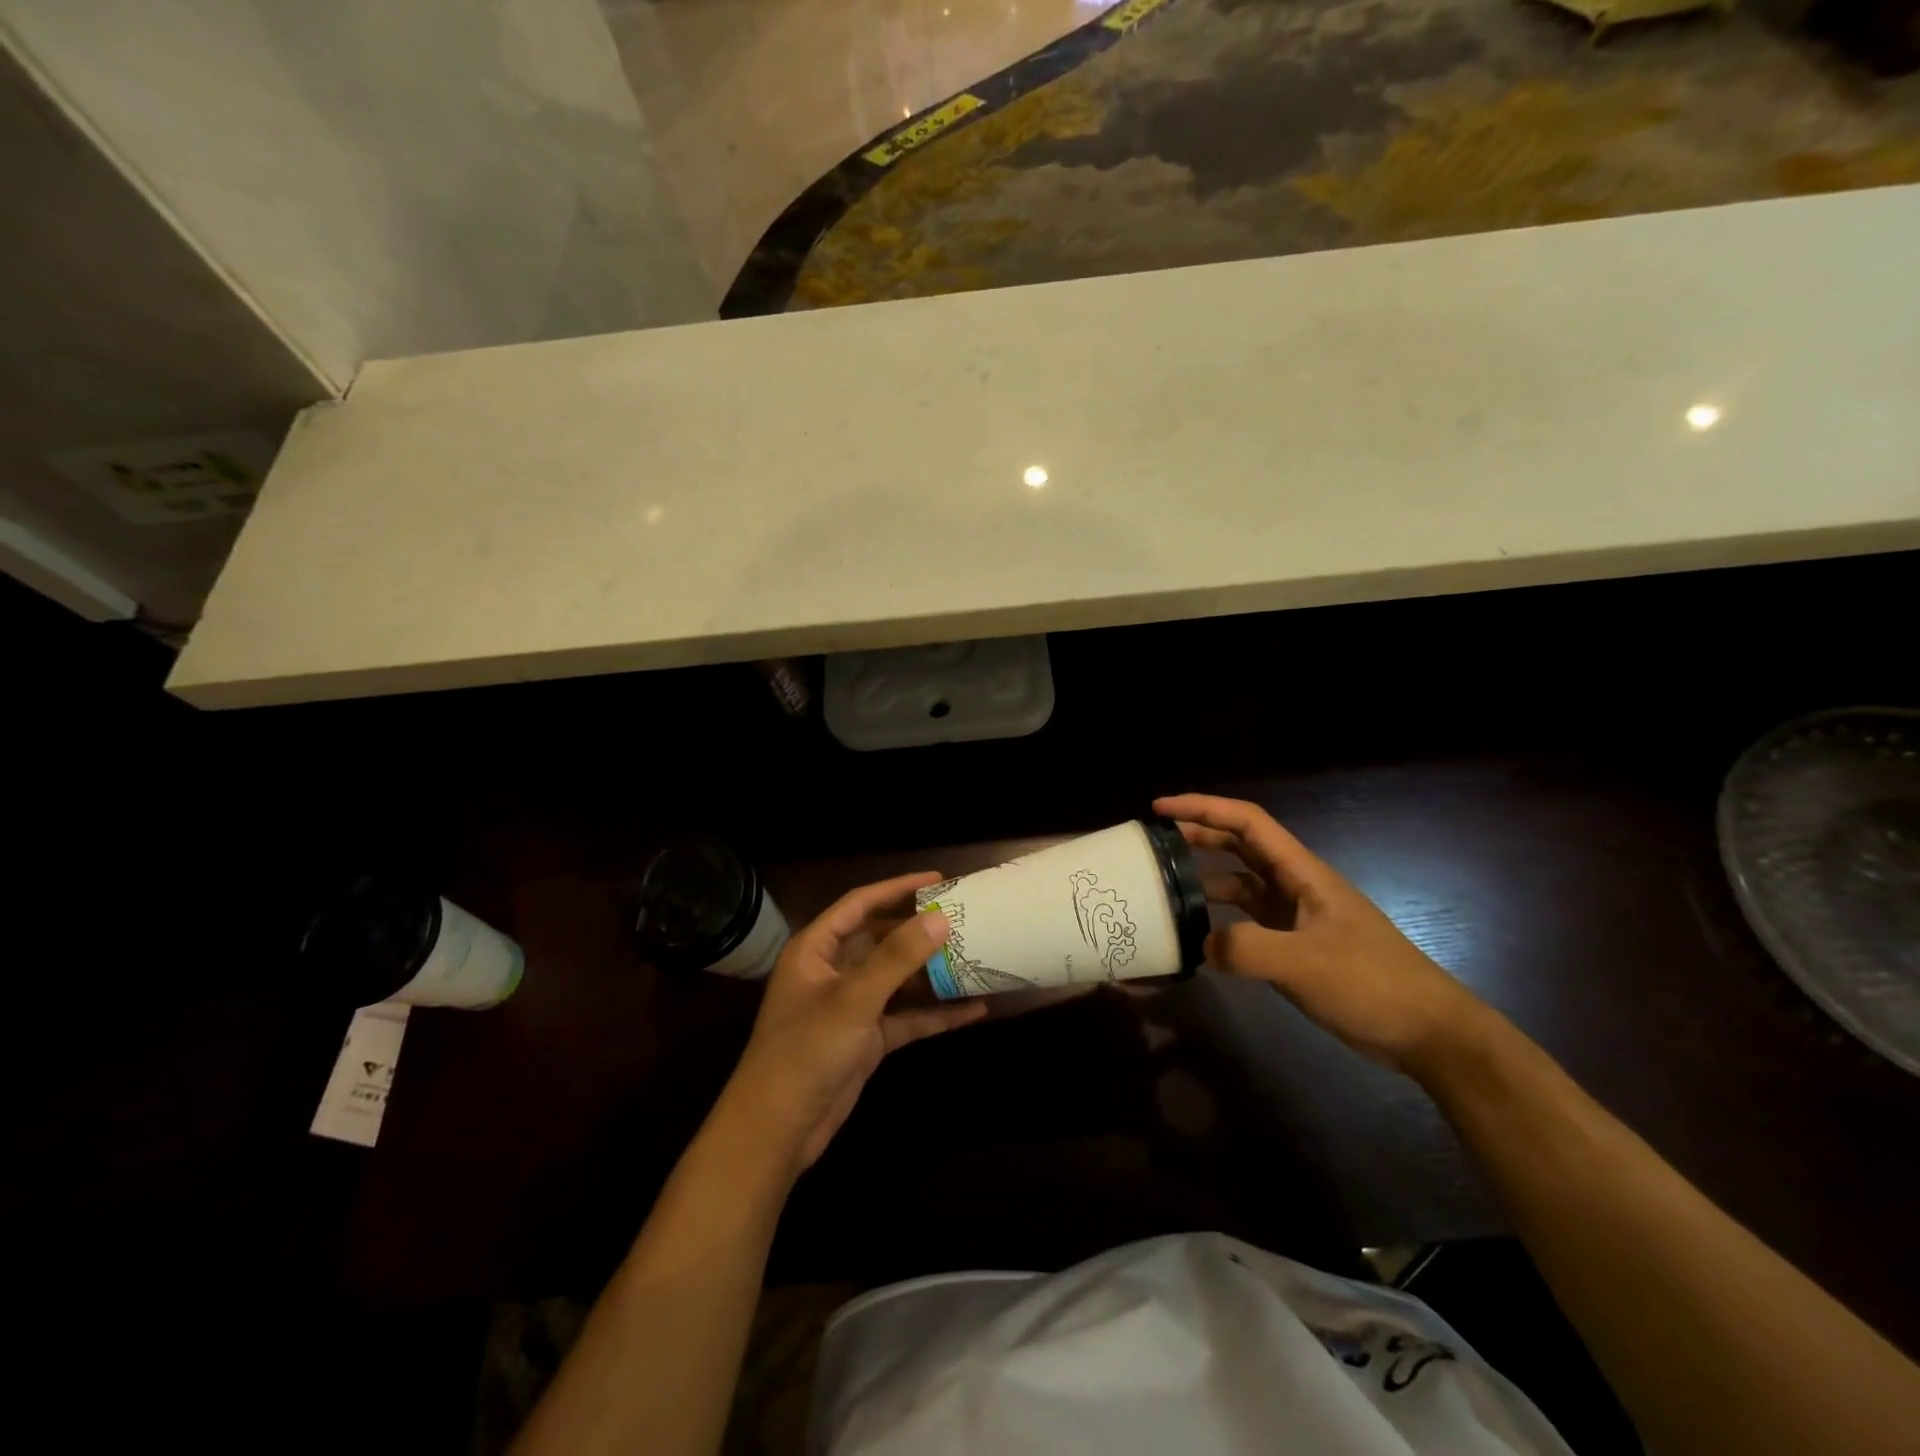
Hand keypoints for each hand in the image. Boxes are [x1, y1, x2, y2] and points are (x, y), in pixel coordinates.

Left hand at [719, 872, 986, 1174]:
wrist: (777, 1131)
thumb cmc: (805, 1051)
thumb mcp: (853, 999)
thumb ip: (897, 957)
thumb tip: (940, 918)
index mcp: (816, 949)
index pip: (860, 904)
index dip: (897, 888)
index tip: (938, 880)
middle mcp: (833, 971)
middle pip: (881, 939)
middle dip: (920, 930)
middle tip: (963, 918)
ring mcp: (851, 1006)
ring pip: (897, 979)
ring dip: (932, 972)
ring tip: (975, 955)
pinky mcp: (866, 1038)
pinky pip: (906, 1017)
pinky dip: (935, 1013)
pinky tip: (973, 1009)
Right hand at [1154, 794, 1489, 1073]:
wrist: (1429, 1033)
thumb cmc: (1371, 984)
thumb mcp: (1304, 964)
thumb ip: (1246, 948)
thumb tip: (1202, 942)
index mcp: (1303, 873)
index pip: (1248, 822)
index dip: (1203, 807)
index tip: (1161, 808)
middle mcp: (1297, 887)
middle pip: (1242, 846)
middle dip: (1199, 834)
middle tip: (1155, 842)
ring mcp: (1298, 918)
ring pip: (1243, 883)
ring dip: (1207, 878)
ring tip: (1168, 887)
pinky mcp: (1298, 948)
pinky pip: (1249, 921)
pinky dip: (1222, 920)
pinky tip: (1201, 937)